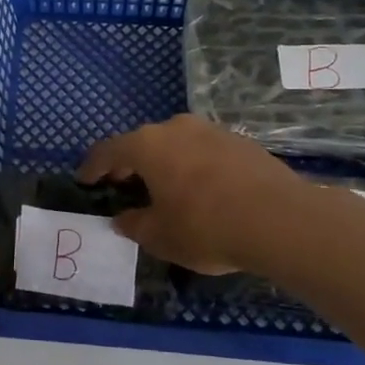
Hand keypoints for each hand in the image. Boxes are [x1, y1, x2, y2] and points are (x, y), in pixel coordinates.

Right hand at [79, 114, 323, 273]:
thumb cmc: (206, 227)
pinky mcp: (241, 142)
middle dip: (130, 164)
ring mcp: (212, 131)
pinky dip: (194, 166)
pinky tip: (202, 191)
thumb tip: (123, 218)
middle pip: (143, 143)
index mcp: (148, 146)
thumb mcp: (160, 236)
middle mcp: (177, 128)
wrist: (280, 220)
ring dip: (165, 163)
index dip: (92, 166)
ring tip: (164, 188)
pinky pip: (205, 151)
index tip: (84, 179)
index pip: (108, 151)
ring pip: (177, 144)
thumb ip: (135, 224)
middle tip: (123, 184)